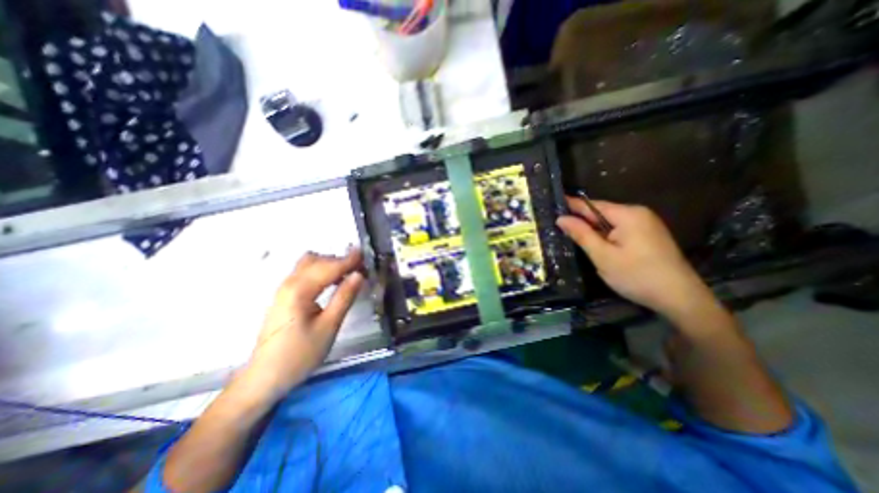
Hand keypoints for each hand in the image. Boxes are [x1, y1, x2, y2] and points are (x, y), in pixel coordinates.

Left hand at [243, 249, 364, 397]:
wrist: (265, 377)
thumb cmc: (300, 355)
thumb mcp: (329, 327)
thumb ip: (344, 297)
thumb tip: (359, 275)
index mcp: (299, 291)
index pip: (329, 267)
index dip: (349, 260)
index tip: (366, 255)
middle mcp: (289, 283)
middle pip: (317, 260)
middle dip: (340, 260)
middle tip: (361, 269)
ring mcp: (284, 289)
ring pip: (309, 264)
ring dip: (330, 264)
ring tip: (349, 274)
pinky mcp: (284, 296)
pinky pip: (305, 273)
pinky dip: (321, 271)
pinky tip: (333, 282)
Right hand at [558, 196, 709, 319]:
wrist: (680, 298)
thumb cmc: (636, 275)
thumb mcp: (603, 256)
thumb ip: (581, 234)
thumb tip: (561, 218)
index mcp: (627, 214)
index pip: (591, 205)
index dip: (571, 205)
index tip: (552, 205)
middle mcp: (638, 213)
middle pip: (601, 213)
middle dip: (582, 221)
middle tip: (558, 227)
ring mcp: (646, 224)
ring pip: (609, 223)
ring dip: (593, 230)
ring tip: (572, 237)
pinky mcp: (649, 235)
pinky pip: (620, 229)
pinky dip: (605, 235)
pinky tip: (597, 246)